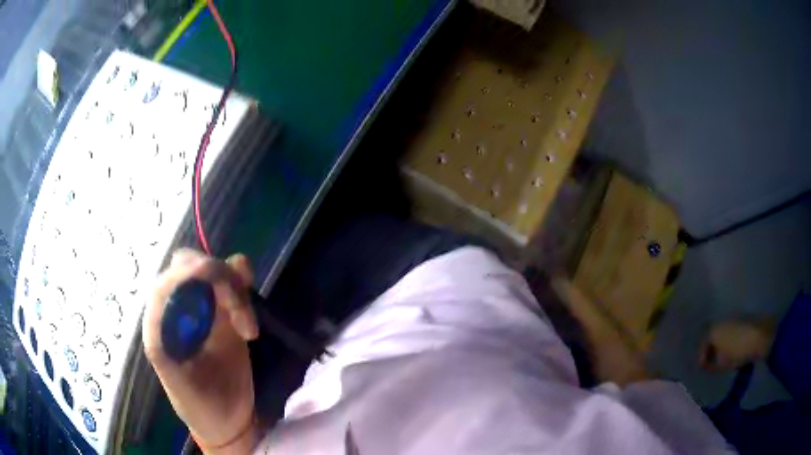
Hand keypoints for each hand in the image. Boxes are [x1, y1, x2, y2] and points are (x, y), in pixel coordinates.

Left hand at [143, 249, 259, 452]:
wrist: (228, 421)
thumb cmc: (199, 406)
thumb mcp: (176, 383)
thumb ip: (163, 346)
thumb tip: (160, 306)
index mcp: (160, 324)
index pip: (164, 282)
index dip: (184, 272)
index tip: (210, 274)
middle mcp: (178, 309)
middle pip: (188, 265)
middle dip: (214, 277)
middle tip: (236, 308)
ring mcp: (203, 309)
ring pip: (214, 270)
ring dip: (234, 286)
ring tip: (247, 328)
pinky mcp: (226, 314)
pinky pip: (233, 284)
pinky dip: (243, 284)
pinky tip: (250, 313)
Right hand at [699, 320, 774, 370]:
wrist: (761, 335)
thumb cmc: (739, 350)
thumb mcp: (722, 364)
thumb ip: (711, 365)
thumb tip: (708, 365)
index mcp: (713, 330)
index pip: (701, 344)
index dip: (701, 358)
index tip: (704, 369)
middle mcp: (721, 320)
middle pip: (711, 336)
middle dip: (710, 350)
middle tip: (711, 364)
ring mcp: (733, 318)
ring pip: (722, 333)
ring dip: (720, 345)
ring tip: (723, 359)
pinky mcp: (743, 319)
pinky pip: (731, 332)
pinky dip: (729, 341)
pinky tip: (733, 351)